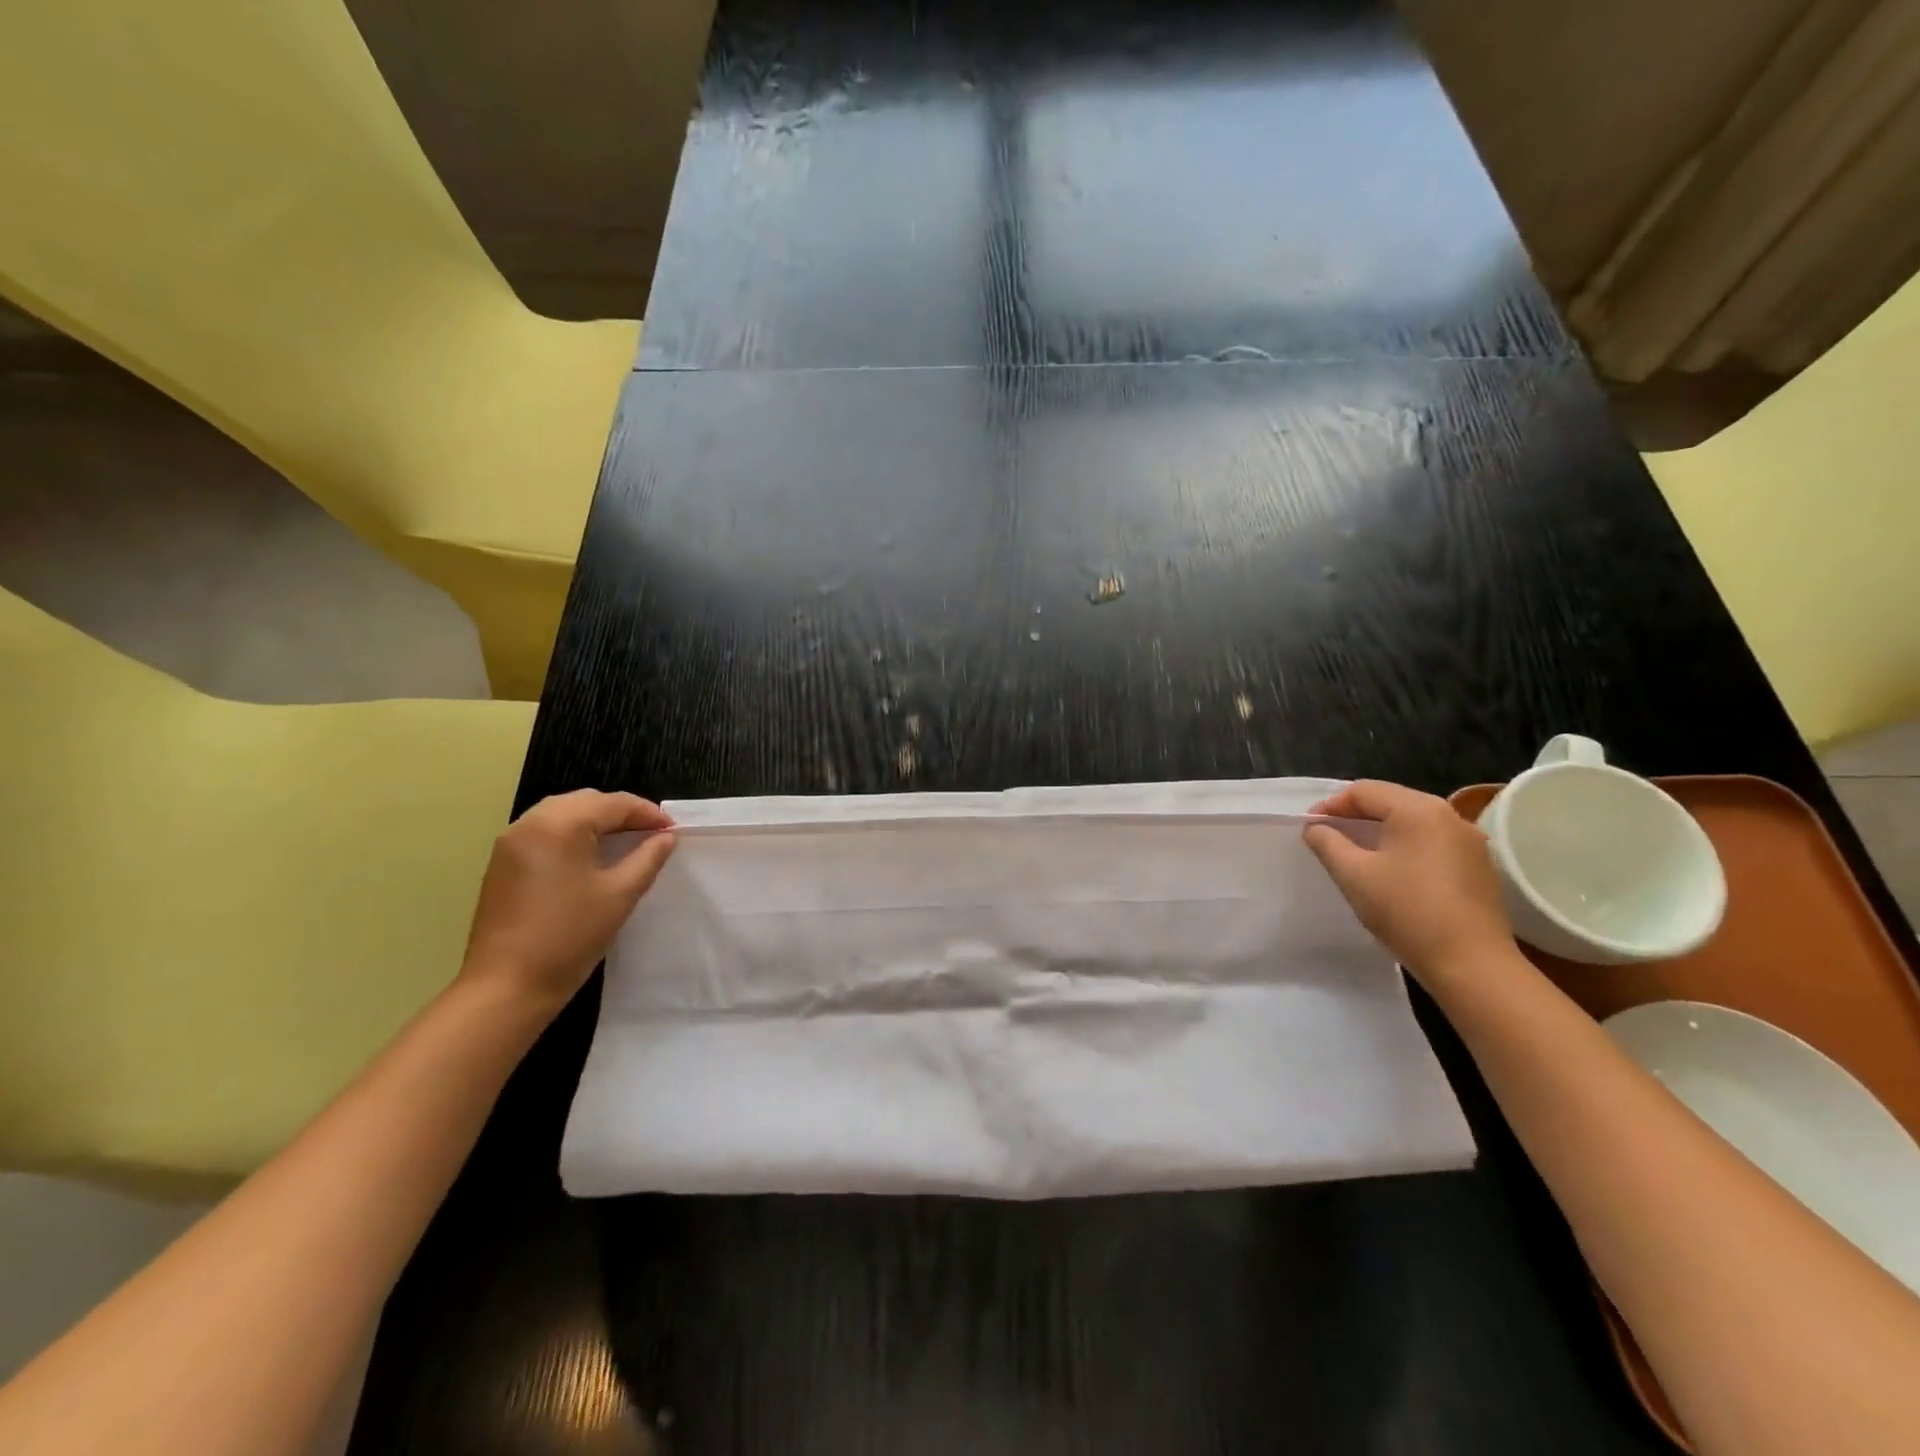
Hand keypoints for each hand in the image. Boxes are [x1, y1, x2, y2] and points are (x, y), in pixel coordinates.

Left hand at [460, 790, 675, 1014]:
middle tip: (651, 835)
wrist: (507, 986)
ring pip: (562, 813)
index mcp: (560, 824)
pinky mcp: (501, 863)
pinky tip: (589, 857)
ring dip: (596, 821)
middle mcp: (530, 823)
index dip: (648, 814)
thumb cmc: (570, 936)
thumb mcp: (620, 894)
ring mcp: (510, 842)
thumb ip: (648, 857)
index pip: (614, 804)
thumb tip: (666, 837)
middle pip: (586, 801)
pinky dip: (572, 834)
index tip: (673, 830)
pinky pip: (544, 831)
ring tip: (624, 842)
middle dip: (621, 813)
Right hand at [1303, 780, 1514, 984]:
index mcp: (1418, 809)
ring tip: (1356, 855)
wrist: (1472, 965)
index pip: (1363, 791)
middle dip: (1354, 816)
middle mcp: (1449, 816)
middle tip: (1328, 838)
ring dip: (1380, 832)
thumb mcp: (1353, 875)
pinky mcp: (1478, 867)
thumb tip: (1316, 828)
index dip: (1330, 806)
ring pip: (1412, 823)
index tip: (1309, 829)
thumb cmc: (1407, 912)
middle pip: (1390, 801)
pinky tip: (1392, 874)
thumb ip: (1327, 843)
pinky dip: (1405, 848)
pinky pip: (1432, 843)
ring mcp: (1469, 842)